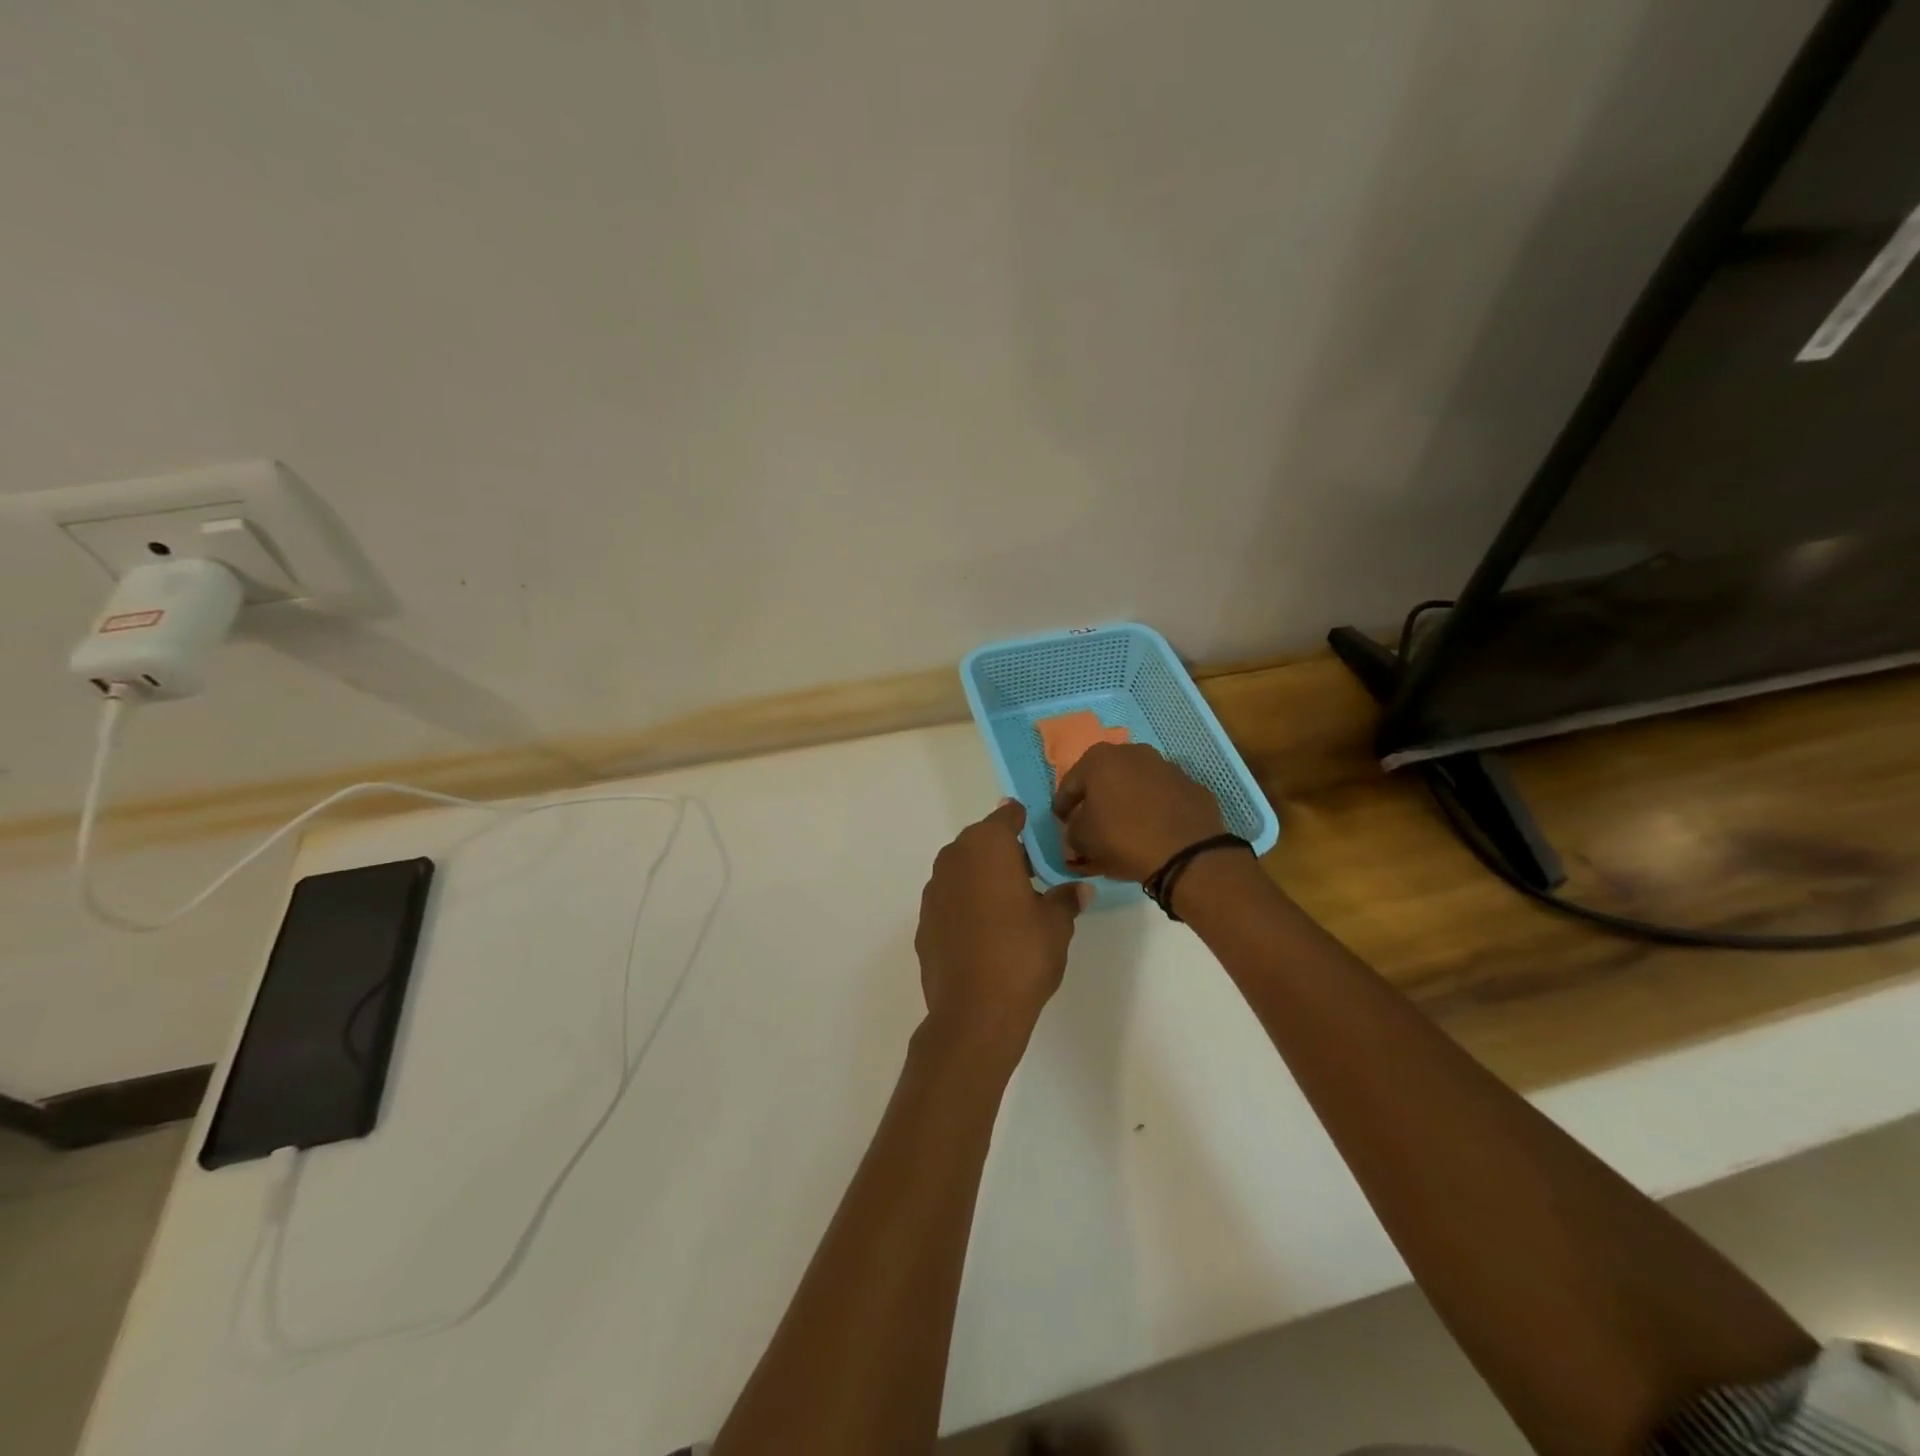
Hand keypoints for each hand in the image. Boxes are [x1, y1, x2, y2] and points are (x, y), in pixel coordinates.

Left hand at [916, 800, 1083, 1045]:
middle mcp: (954, 859)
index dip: (1023, 820)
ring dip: (983, 877)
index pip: (1006, 816)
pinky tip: (985, 931)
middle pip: (981, 841)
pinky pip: (950, 899)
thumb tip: (1080, 889)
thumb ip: (1066, 899)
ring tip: (1011, 903)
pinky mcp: (924, 922)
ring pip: (962, 869)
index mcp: (987, 847)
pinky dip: (966, 904)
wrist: (973, 1012)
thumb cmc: (1022, 955)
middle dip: (1004, 850)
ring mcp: (934, 891)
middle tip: (1032, 871)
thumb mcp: (1056, 924)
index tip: (1040, 832)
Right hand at [1052, 742, 1227, 882]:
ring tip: (1125, 826)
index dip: (1062, 806)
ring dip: (1127, 801)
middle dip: (1097, 798)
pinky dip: (1155, 808)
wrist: (1187, 853)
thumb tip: (1076, 830)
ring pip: (1137, 784)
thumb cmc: (1123, 838)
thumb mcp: (1082, 840)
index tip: (1060, 822)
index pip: (1070, 784)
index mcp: (1100, 759)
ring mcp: (1167, 766)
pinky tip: (1153, 830)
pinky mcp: (1192, 786)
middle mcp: (1133, 753)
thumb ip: (1072, 831)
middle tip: (1091, 821)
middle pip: (1105, 778)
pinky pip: (1163, 797)